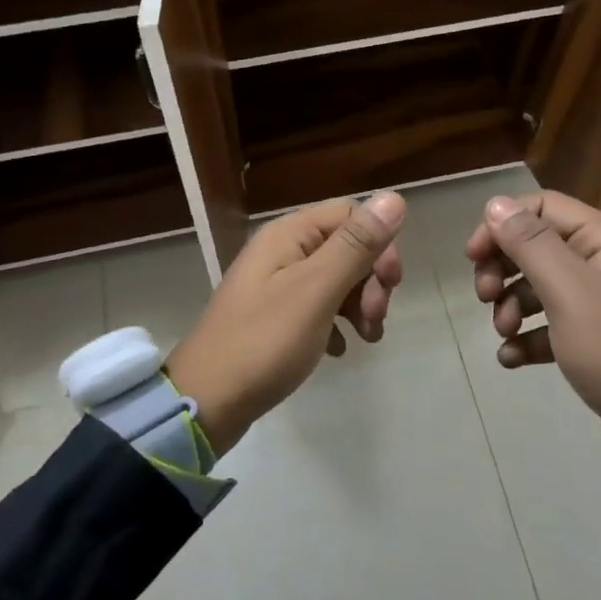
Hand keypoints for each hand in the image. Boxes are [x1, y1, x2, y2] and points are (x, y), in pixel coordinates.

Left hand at [166, 192, 405, 456]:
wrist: (207, 401)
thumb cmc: (264, 342)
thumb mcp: (316, 291)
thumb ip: (355, 245)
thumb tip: (393, 197)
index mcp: (288, 234)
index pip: (350, 213)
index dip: (378, 243)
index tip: (391, 284)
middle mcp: (282, 250)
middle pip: (345, 246)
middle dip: (371, 279)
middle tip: (376, 318)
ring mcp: (276, 284)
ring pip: (335, 278)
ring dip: (360, 303)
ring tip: (367, 337)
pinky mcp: (274, 316)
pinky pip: (318, 306)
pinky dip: (336, 323)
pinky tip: (339, 349)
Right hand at [467, 192, 600, 469]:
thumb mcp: (571, 293)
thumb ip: (531, 245)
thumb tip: (496, 204)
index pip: (542, 208)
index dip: (502, 225)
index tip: (473, 256)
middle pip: (535, 247)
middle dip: (502, 268)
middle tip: (484, 296)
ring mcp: (598, 304)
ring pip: (537, 287)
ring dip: (510, 305)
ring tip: (503, 332)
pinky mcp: (591, 340)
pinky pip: (548, 326)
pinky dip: (525, 337)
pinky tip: (512, 358)